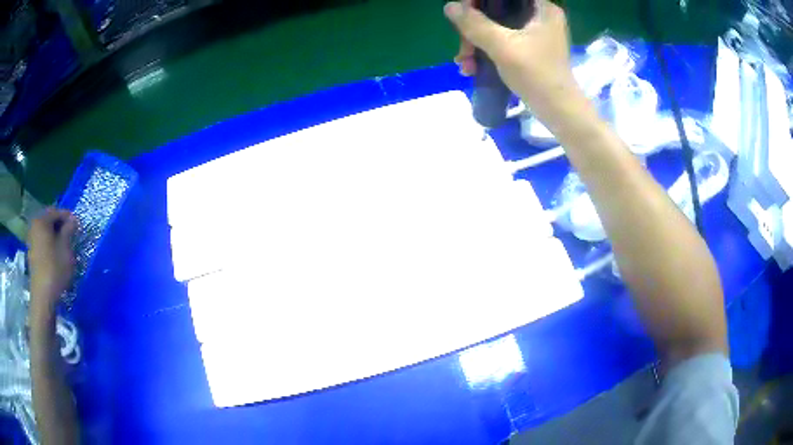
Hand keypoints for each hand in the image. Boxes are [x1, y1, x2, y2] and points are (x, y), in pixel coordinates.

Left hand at [28, 208, 77, 313]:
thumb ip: (68, 231)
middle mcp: (34, 226)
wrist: (43, 296)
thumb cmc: (55, 269)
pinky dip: (50, 245)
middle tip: (71, 234)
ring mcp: (32, 241)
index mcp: (41, 221)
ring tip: (65, 245)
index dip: (67, 216)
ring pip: (45, 233)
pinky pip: (42, 243)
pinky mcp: (32, 255)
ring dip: (55, 236)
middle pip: (49, 221)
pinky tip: (56, 255)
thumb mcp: (65, 249)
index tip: (77, 224)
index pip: (56, 211)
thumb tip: (73, 220)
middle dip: (60, 226)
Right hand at [444, 0, 580, 122]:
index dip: (479, 1)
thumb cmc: (537, 75)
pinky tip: (473, 67)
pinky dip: (487, 51)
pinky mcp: (530, 48)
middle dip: (474, 29)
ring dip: (476, 44)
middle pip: (497, 9)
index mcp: (541, 7)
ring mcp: (535, 32)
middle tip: (463, 49)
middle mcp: (539, 15)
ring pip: (496, 26)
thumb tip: (450, 6)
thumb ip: (474, 24)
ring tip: (465, 64)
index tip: (463, 15)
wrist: (559, 112)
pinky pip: (502, 40)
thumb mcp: (502, 46)